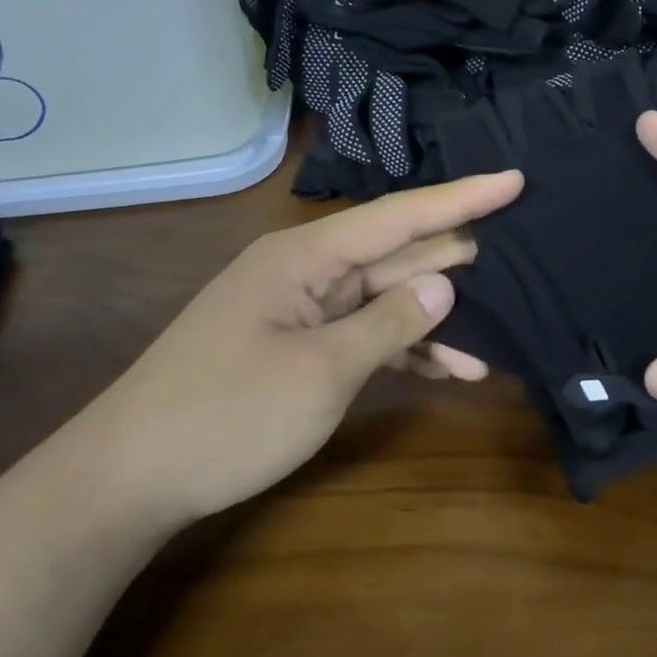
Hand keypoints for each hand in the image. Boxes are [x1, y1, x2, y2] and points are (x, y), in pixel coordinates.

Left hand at [70, 170, 522, 521]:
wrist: (133, 476)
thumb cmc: (227, 415)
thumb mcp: (321, 371)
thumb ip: (389, 324)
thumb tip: (446, 283)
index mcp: (304, 256)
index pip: (398, 216)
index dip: (461, 197)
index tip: (516, 180)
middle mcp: (304, 272)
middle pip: (395, 255)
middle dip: (456, 260)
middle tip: (523, 261)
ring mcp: (300, 312)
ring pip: (383, 300)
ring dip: (435, 320)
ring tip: (498, 336)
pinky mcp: (297, 348)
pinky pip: (362, 336)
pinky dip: (402, 351)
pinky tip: (450, 370)